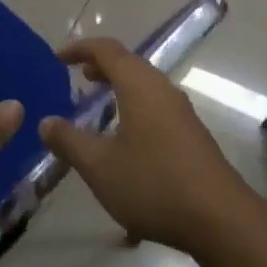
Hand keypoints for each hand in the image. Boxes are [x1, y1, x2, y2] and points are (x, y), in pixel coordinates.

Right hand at [39, 38, 259, 260]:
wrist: (220, 218)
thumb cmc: (153, 184)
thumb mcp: (100, 166)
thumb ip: (70, 141)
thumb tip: (46, 122)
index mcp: (139, 85)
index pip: (106, 50)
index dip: (80, 48)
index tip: (57, 58)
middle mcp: (162, 89)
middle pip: (128, 63)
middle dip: (101, 65)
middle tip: (77, 76)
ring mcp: (181, 110)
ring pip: (144, 84)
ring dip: (119, 86)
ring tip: (98, 103)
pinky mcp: (191, 133)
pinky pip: (155, 104)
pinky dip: (133, 104)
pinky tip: (125, 137)